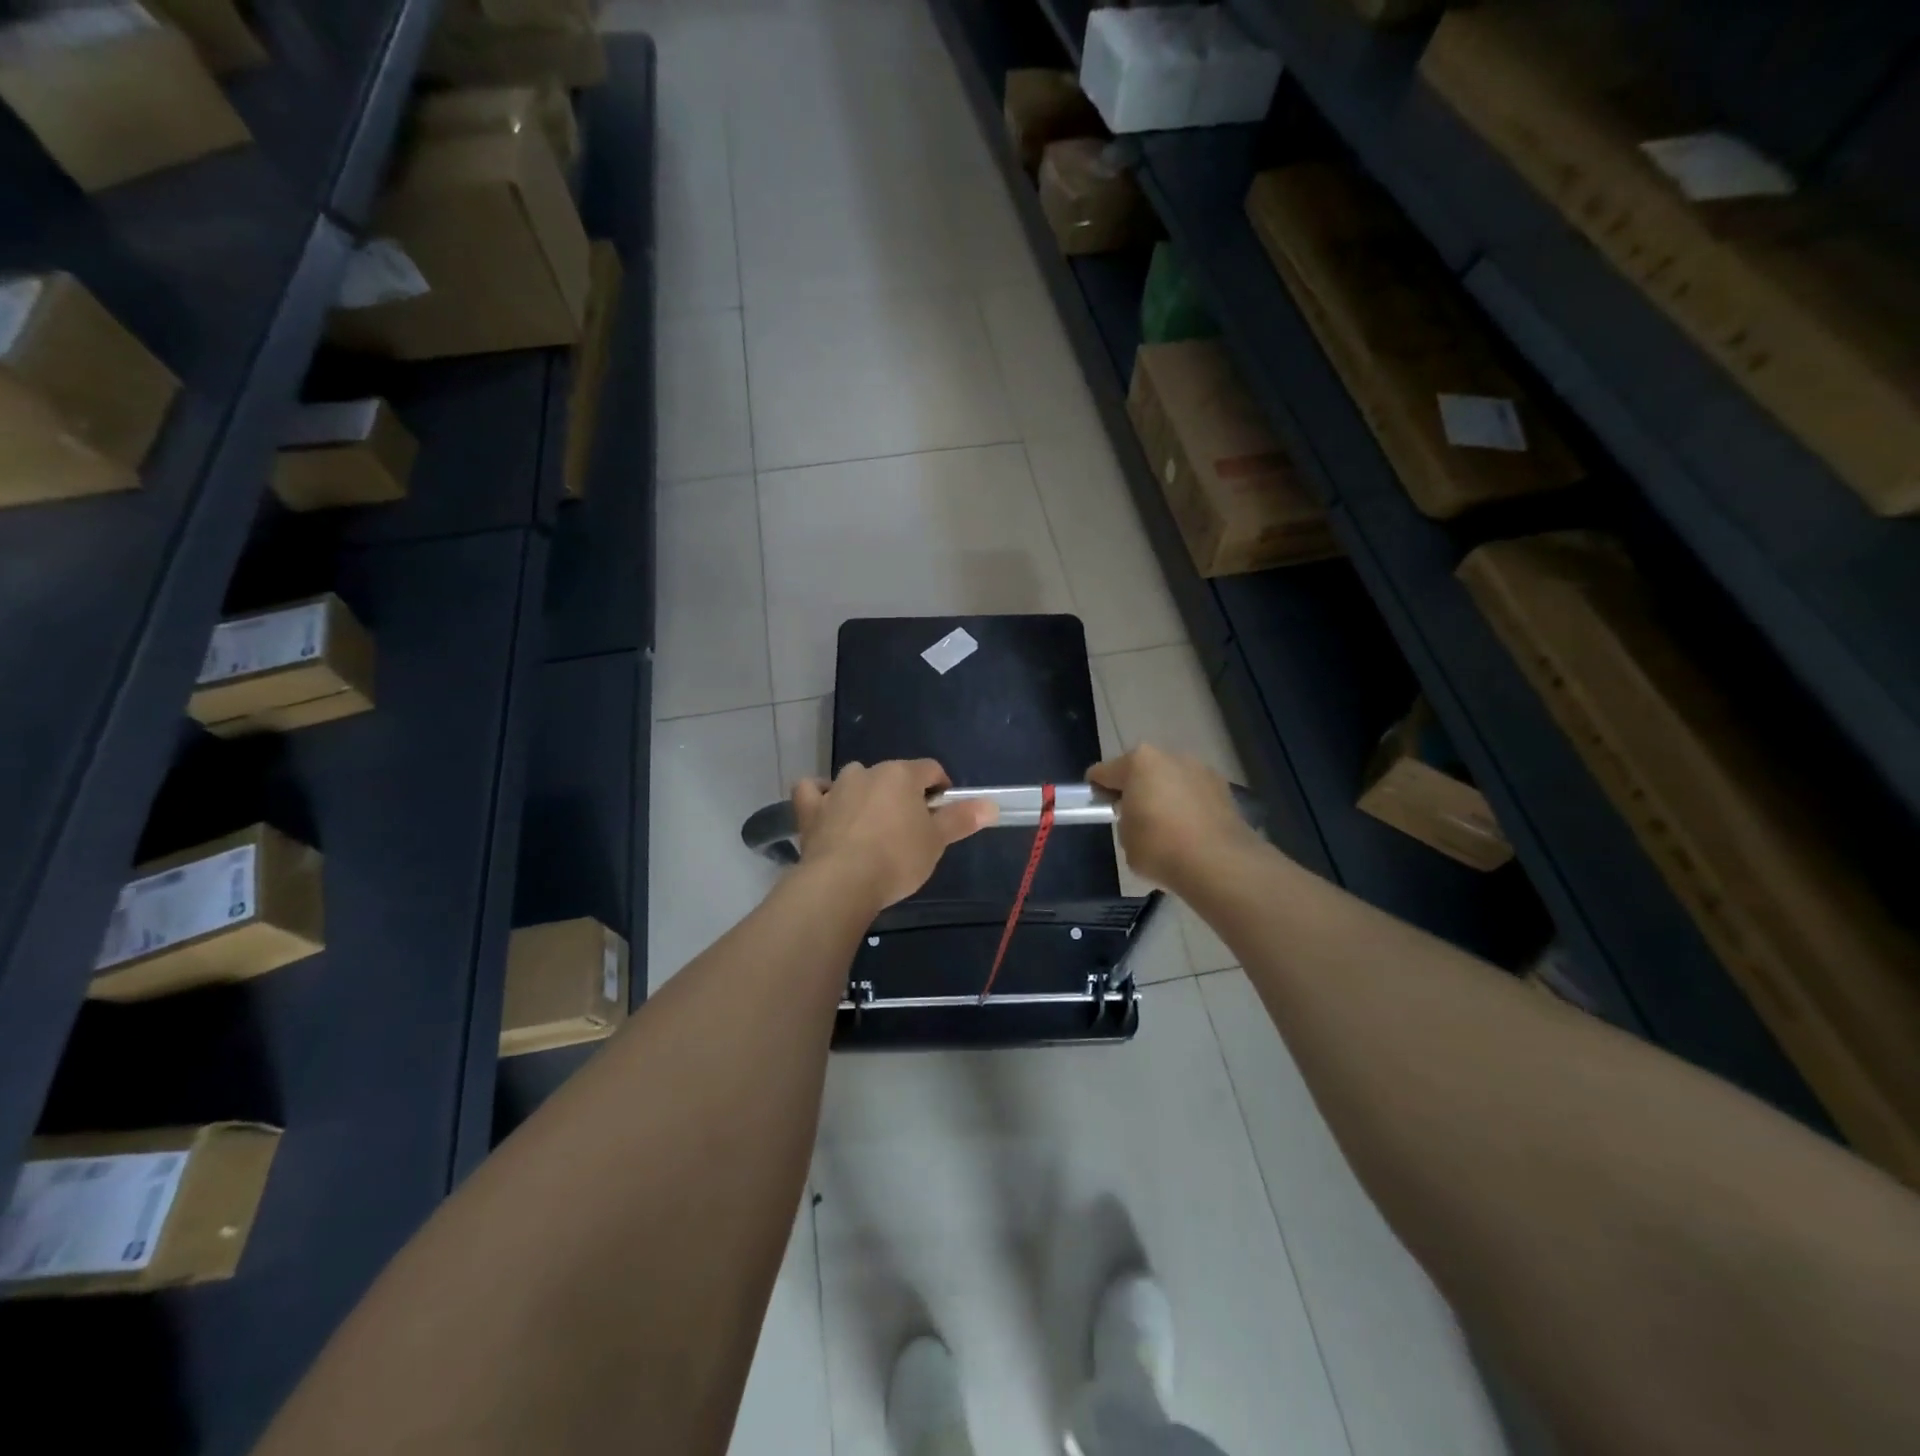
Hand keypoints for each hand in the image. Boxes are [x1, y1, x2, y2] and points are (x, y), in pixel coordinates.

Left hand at [791, 760, 997, 910]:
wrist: (842, 882)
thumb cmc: (897, 858)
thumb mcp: (936, 841)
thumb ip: (961, 819)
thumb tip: (991, 805)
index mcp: (901, 775)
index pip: (930, 769)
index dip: (941, 788)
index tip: (943, 814)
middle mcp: (868, 772)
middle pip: (893, 775)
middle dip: (903, 795)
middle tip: (910, 828)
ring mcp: (835, 788)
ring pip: (854, 779)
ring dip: (864, 793)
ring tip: (871, 824)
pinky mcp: (810, 809)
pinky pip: (812, 790)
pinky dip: (820, 795)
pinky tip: (827, 808)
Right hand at [1089, 744, 1262, 891]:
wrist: (1219, 864)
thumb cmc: (1160, 847)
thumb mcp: (1125, 837)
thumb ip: (1125, 819)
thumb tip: (1137, 817)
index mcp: (1138, 762)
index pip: (1103, 772)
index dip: (1097, 789)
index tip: (1098, 807)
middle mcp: (1170, 756)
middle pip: (1142, 770)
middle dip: (1136, 788)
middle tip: (1133, 817)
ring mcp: (1201, 770)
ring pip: (1172, 780)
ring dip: (1165, 795)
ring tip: (1166, 827)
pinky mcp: (1224, 788)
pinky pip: (1195, 794)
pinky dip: (1189, 806)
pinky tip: (1190, 832)